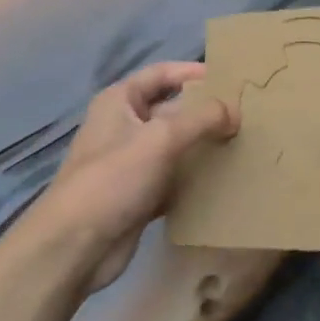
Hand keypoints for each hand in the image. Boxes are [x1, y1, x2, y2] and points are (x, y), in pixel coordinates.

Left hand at [32, 62, 235, 292]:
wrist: (74, 248)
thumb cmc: (113, 178)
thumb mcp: (161, 138)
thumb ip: (202, 118)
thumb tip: (235, 111)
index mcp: (120, 101)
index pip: (162, 73)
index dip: (194, 72)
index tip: (230, 79)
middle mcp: (124, 126)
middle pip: (173, 109)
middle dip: (205, 112)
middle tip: (245, 114)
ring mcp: (131, 162)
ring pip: (176, 145)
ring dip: (204, 145)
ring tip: (242, 143)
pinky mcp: (139, 195)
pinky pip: (175, 177)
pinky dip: (196, 176)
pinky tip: (224, 178)